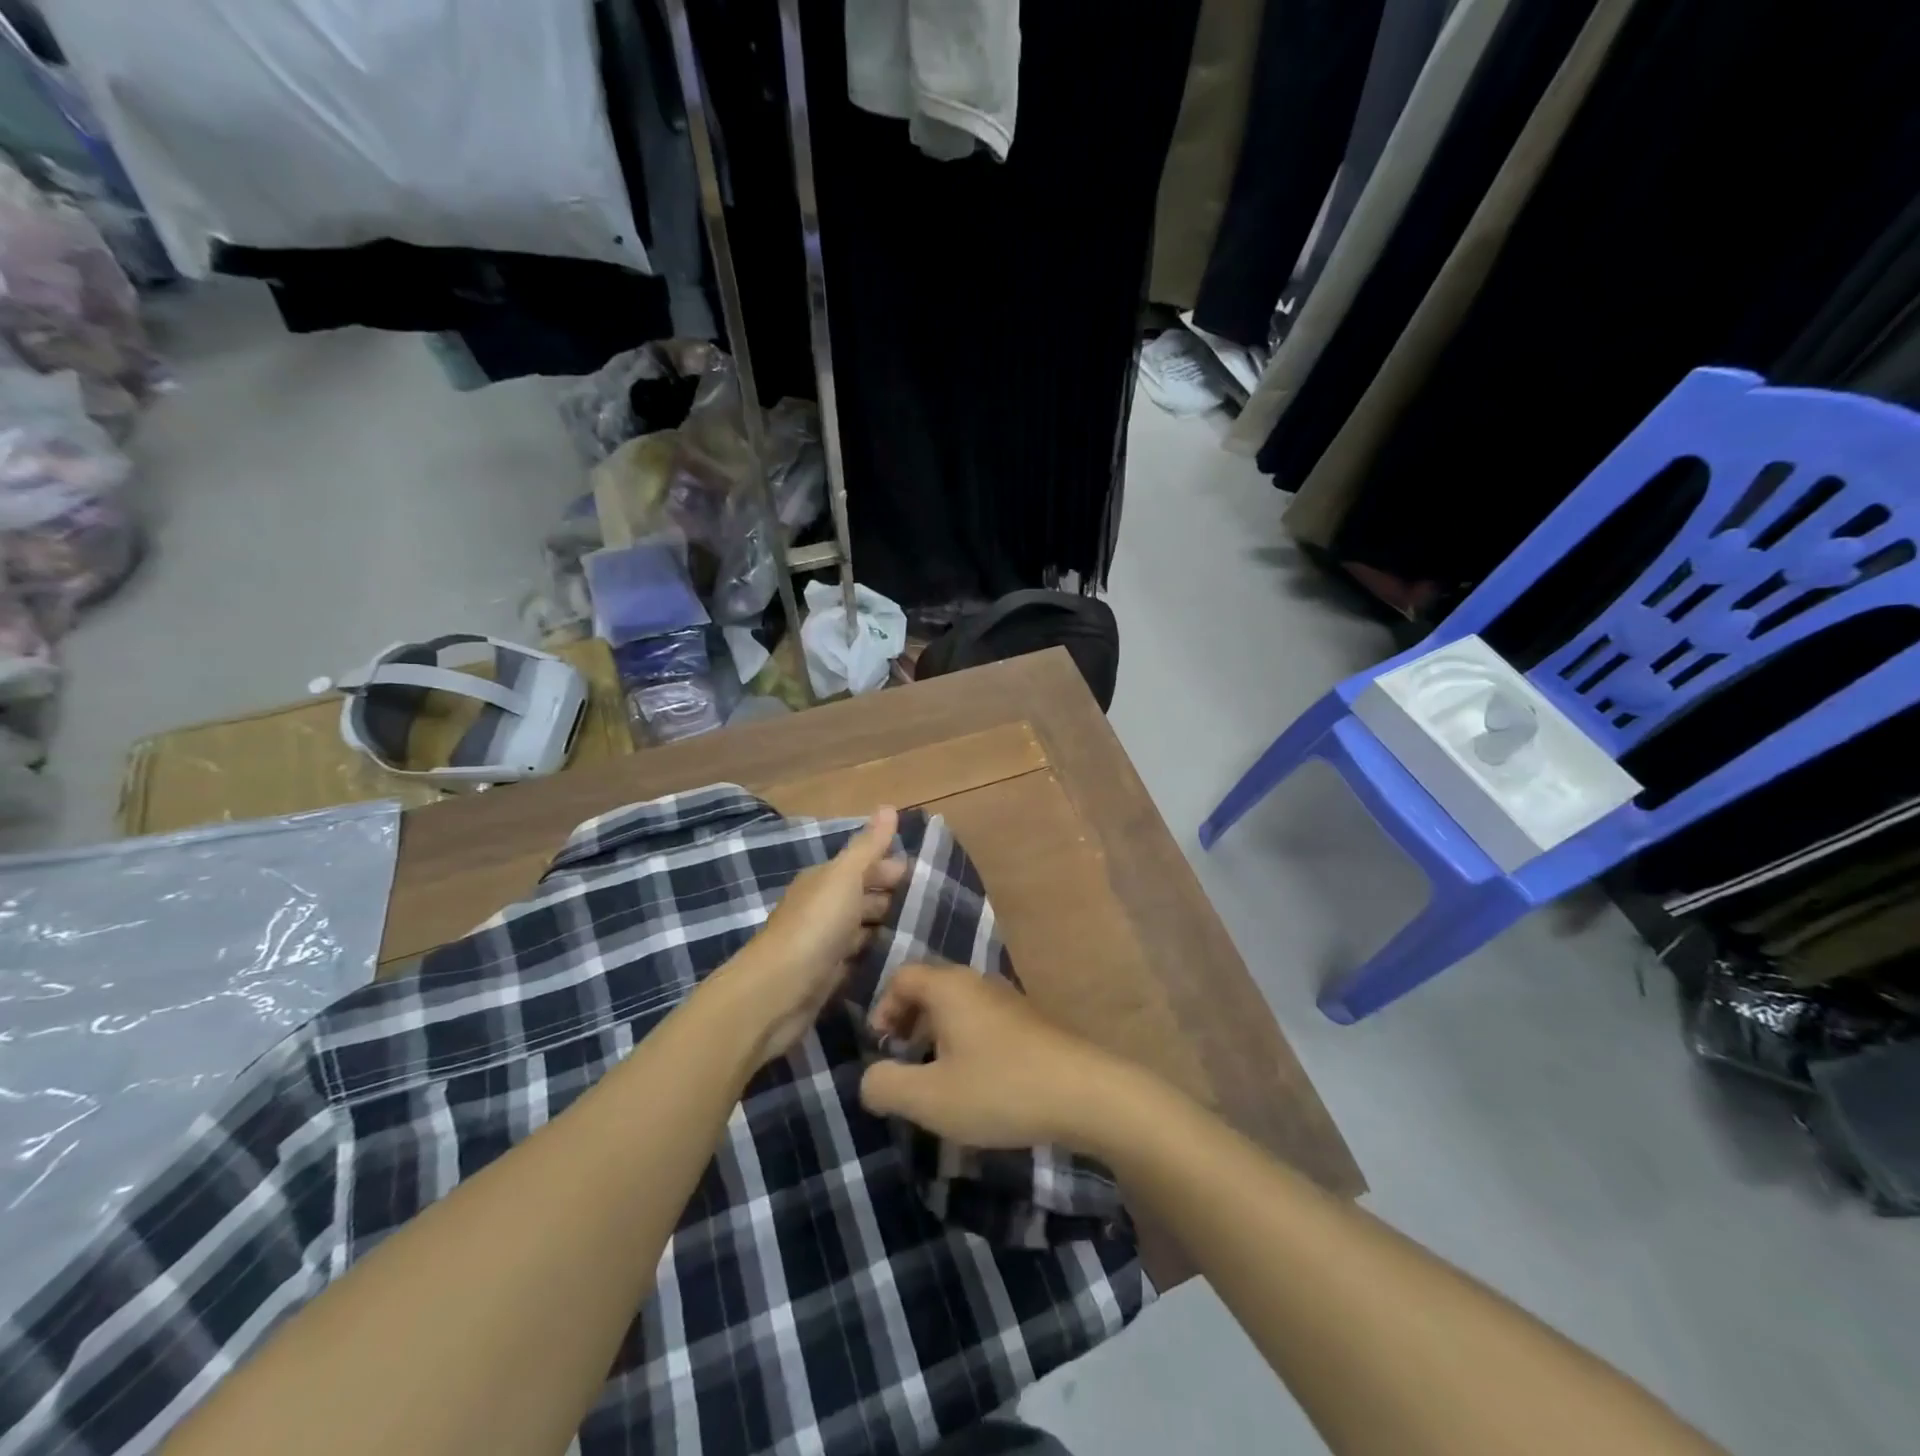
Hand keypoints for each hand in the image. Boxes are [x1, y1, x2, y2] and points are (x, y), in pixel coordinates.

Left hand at [719, 807, 907, 1063]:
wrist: (776, 992)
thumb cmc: (815, 927)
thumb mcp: (845, 878)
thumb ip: (868, 847)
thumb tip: (889, 805)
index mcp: (825, 880)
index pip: (864, 865)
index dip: (892, 867)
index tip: (927, 876)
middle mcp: (823, 907)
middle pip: (864, 896)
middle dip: (894, 898)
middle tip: (934, 907)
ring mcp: (824, 944)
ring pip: (863, 929)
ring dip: (887, 928)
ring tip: (924, 933)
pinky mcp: (827, 976)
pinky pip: (858, 959)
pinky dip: (875, 956)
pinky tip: (898, 960)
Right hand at [858, 963, 1128, 1151]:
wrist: (1084, 1093)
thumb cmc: (999, 1088)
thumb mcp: (930, 1098)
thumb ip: (886, 1086)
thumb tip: (869, 1077)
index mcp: (949, 987)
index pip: (902, 976)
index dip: (883, 1009)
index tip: (882, 1048)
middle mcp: (977, 982)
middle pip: (929, 988)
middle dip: (908, 1023)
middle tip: (904, 1063)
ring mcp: (1008, 1000)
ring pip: (958, 1007)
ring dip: (937, 1036)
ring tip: (937, 1079)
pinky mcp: (1029, 1022)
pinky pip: (982, 1021)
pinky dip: (965, 1042)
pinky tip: (976, 1084)